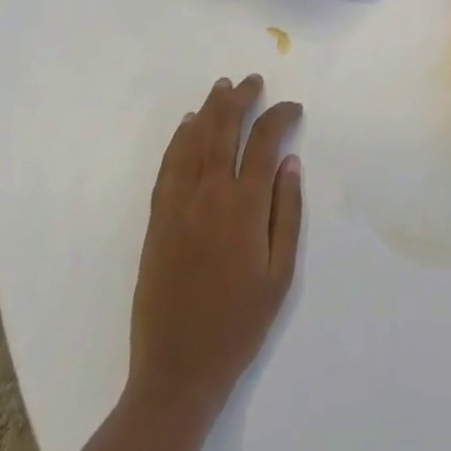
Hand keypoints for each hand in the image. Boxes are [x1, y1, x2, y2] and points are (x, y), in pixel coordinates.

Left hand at [128, 74, 303, 417]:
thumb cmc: (239, 325)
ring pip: (194, 139)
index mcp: (244, 206)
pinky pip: (169, 165)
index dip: (280, 116)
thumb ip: (287, 212)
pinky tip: (188, 124)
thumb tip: (290, 161)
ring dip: (210, 108)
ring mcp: (179, 203)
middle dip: (241, 98)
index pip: (265, 141)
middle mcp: (210, 193)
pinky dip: (180, 138)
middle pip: (225, 129)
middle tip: (253, 80)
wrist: (177, 369)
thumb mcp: (280, 275)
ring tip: (223, 86)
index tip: (293, 107)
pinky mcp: (157, 218)